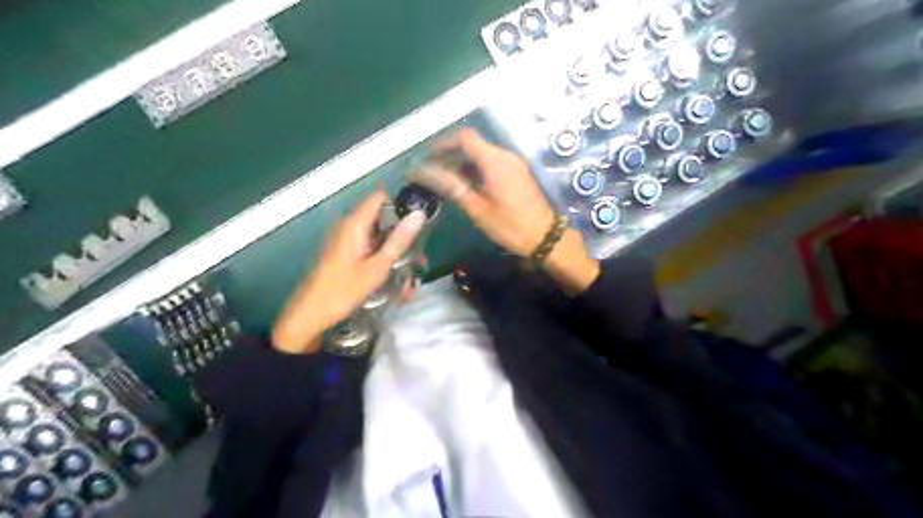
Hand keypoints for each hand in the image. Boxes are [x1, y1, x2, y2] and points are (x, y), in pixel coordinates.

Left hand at [270, 189, 425, 355]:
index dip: (401, 203)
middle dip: (401, 231)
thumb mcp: (377, 267)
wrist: (310, 314)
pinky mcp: (343, 251)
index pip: (380, 197)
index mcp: (354, 224)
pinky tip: (391, 273)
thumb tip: (419, 215)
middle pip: (380, 216)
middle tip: (418, 253)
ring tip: (410, 268)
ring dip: (393, 246)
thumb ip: (399, 240)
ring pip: (376, 233)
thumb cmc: (343, 290)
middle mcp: (348, 226)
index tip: (419, 220)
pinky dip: (381, 254)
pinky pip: (367, 245)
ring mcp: (344, 239)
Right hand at [410, 128, 598, 292]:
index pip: (464, 138)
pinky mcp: (518, 172)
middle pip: (473, 144)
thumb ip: (452, 186)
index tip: (428, 157)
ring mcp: (514, 163)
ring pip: (482, 153)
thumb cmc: (510, 225)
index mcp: (494, 161)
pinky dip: (476, 168)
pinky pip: (492, 162)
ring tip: (446, 179)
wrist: (545, 237)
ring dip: (463, 162)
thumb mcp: (477, 209)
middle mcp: (505, 155)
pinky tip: (467, 184)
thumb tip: (426, 172)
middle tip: (433, 171)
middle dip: (450, 154)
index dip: (443, 143)